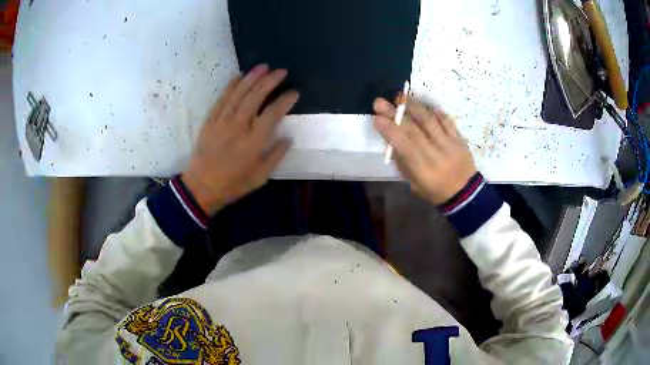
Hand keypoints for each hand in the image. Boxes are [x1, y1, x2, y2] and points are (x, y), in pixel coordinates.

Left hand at [182, 65, 298, 214]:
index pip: (273, 113)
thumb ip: (276, 156)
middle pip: (256, 97)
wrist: (202, 186)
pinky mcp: (210, 121)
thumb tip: (288, 138)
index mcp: (254, 142)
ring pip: (239, 94)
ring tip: (263, 67)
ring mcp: (222, 121)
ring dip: (252, 78)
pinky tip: (239, 76)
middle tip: (281, 71)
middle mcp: (239, 126)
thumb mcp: (261, 177)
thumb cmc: (234, 184)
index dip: (285, 100)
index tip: (294, 92)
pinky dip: (231, 86)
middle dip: (270, 81)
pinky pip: (222, 99)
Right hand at [373, 98, 476, 204]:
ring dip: (414, 107)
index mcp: (422, 169)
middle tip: (380, 102)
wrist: (465, 194)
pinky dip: (437, 113)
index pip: (403, 145)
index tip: (376, 118)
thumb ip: (403, 162)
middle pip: (413, 129)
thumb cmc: (435, 191)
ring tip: (402, 97)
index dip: (389, 130)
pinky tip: (428, 107)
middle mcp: (435, 154)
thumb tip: (391, 140)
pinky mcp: (459, 140)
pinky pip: (448, 122)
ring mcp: (449, 145)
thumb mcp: (414, 183)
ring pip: (429, 121)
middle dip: (395, 114)